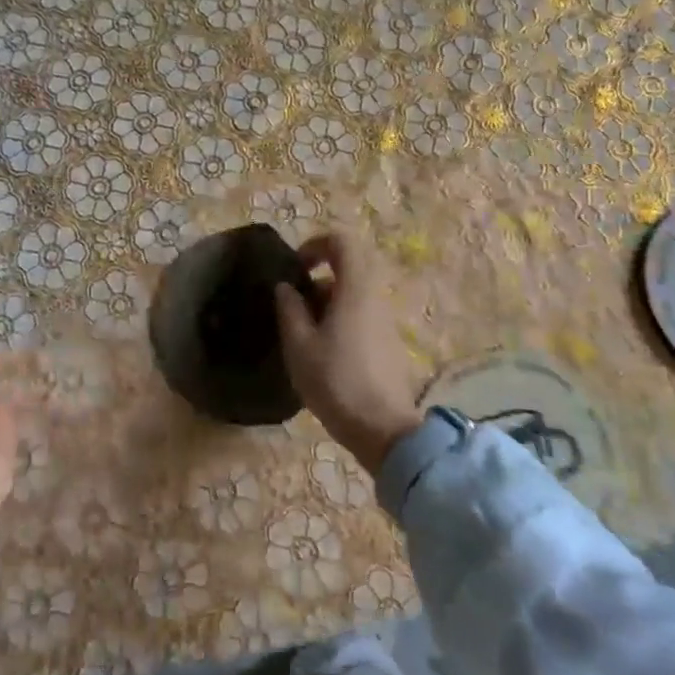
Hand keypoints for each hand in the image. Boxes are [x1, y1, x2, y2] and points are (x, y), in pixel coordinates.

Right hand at [273, 233, 422, 472]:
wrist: (383, 430)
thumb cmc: (335, 381)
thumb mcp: (299, 345)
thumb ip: (290, 309)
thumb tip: (286, 287)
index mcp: (356, 290)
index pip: (343, 243)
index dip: (316, 245)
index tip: (295, 267)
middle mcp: (376, 298)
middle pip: (348, 269)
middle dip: (317, 280)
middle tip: (293, 305)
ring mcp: (386, 322)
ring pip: (353, 296)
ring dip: (325, 304)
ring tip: (301, 335)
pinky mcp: (388, 344)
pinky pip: (361, 316)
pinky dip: (338, 321)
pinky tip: (322, 354)